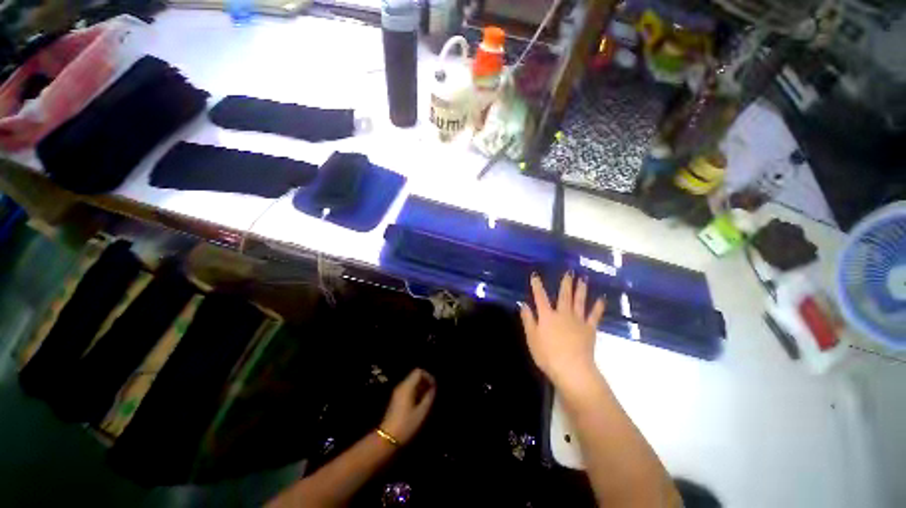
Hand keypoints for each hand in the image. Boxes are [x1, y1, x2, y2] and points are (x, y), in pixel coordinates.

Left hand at [380, 368, 436, 444]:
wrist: (387, 438)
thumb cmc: (406, 424)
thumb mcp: (421, 412)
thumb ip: (429, 397)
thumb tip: (433, 388)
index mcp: (407, 386)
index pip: (419, 371)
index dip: (428, 376)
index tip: (434, 387)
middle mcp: (401, 386)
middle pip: (415, 376)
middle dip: (425, 382)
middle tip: (432, 393)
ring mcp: (397, 392)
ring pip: (411, 383)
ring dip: (421, 387)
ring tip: (428, 399)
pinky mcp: (396, 399)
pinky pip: (408, 389)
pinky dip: (415, 392)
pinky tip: (420, 403)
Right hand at [519, 272, 605, 390]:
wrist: (572, 368)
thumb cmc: (547, 355)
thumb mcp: (532, 338)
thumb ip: (528, 320)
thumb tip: (523, 304)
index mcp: (547, 316)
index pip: (540, 297)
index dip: (537, 286)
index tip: (535, 275)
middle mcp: (563, 314)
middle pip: (564, 296)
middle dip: (565, 283)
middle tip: (569, 272)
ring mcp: (577, 320)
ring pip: (579, 301)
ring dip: (581, 290)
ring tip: (583, 279)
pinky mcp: (589, 329)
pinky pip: (594, 315)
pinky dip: (598, 307)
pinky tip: (601, 299)